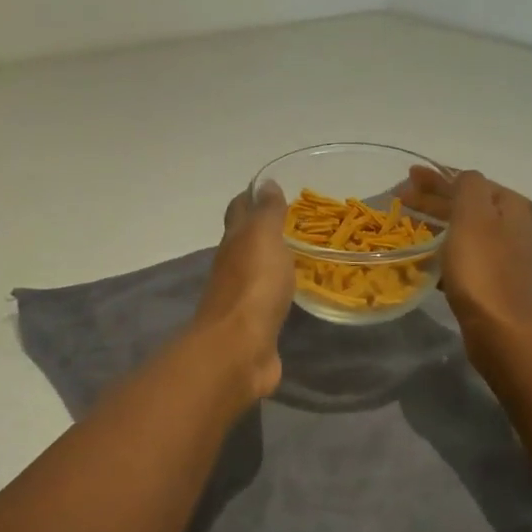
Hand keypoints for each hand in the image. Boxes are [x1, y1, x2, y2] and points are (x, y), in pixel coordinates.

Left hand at [192, 181, 292, 400]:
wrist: (239, 349)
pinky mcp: (254, 327)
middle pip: (244, 242)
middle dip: (262, 230)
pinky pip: (267, 301)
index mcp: (234, 242)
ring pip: (255, 272)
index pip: (239, 211)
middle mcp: (232, 267)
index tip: (270, 189)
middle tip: (293, 222)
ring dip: (270, 262)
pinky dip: (277, 292)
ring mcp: (241, 299)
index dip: (251, 198)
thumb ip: (266, 212)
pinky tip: (293, 293)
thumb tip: (264, 183)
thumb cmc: (254, 285)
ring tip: (300, 255)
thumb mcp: (263, 238)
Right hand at [399, 167, 531, 339]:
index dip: (436, 178)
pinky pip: (468, 256)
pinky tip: (426, 258)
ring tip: (410, 226)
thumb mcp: (473, 214)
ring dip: (438, 225)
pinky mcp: (500, 282)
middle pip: (469, 204)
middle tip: (401, 200)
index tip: (407, 179)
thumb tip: (463, 178)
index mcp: (513, 206)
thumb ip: (468, 185)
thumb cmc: (482, 267)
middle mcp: (518, 227)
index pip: (469, 181)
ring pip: (467, 230)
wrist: (501, 331)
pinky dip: (447, 251)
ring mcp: (511, 256)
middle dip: (434, 199)